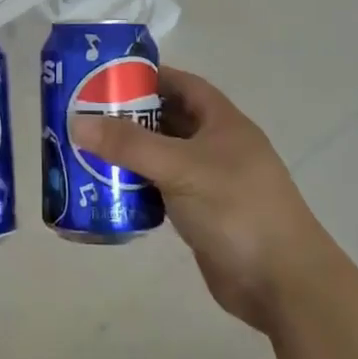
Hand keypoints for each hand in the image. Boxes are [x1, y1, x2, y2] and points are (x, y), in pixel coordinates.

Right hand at [70, 66, 331, 334]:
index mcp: (223, 122)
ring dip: (132, 154)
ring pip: (165, 157)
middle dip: (132, 117)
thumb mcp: (180, 167)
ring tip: (88, 150)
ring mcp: (211, 182)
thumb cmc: (236, 209)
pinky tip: (110, 190)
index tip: (107, 78)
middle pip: (170, 120)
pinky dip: (140, 187)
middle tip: (87, 116)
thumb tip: (77, 122)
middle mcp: (218, 147)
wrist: (280, 281)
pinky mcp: (202, 214)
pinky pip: (164, 190)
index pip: (183, 84)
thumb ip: (129, 144)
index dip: (149, 77)